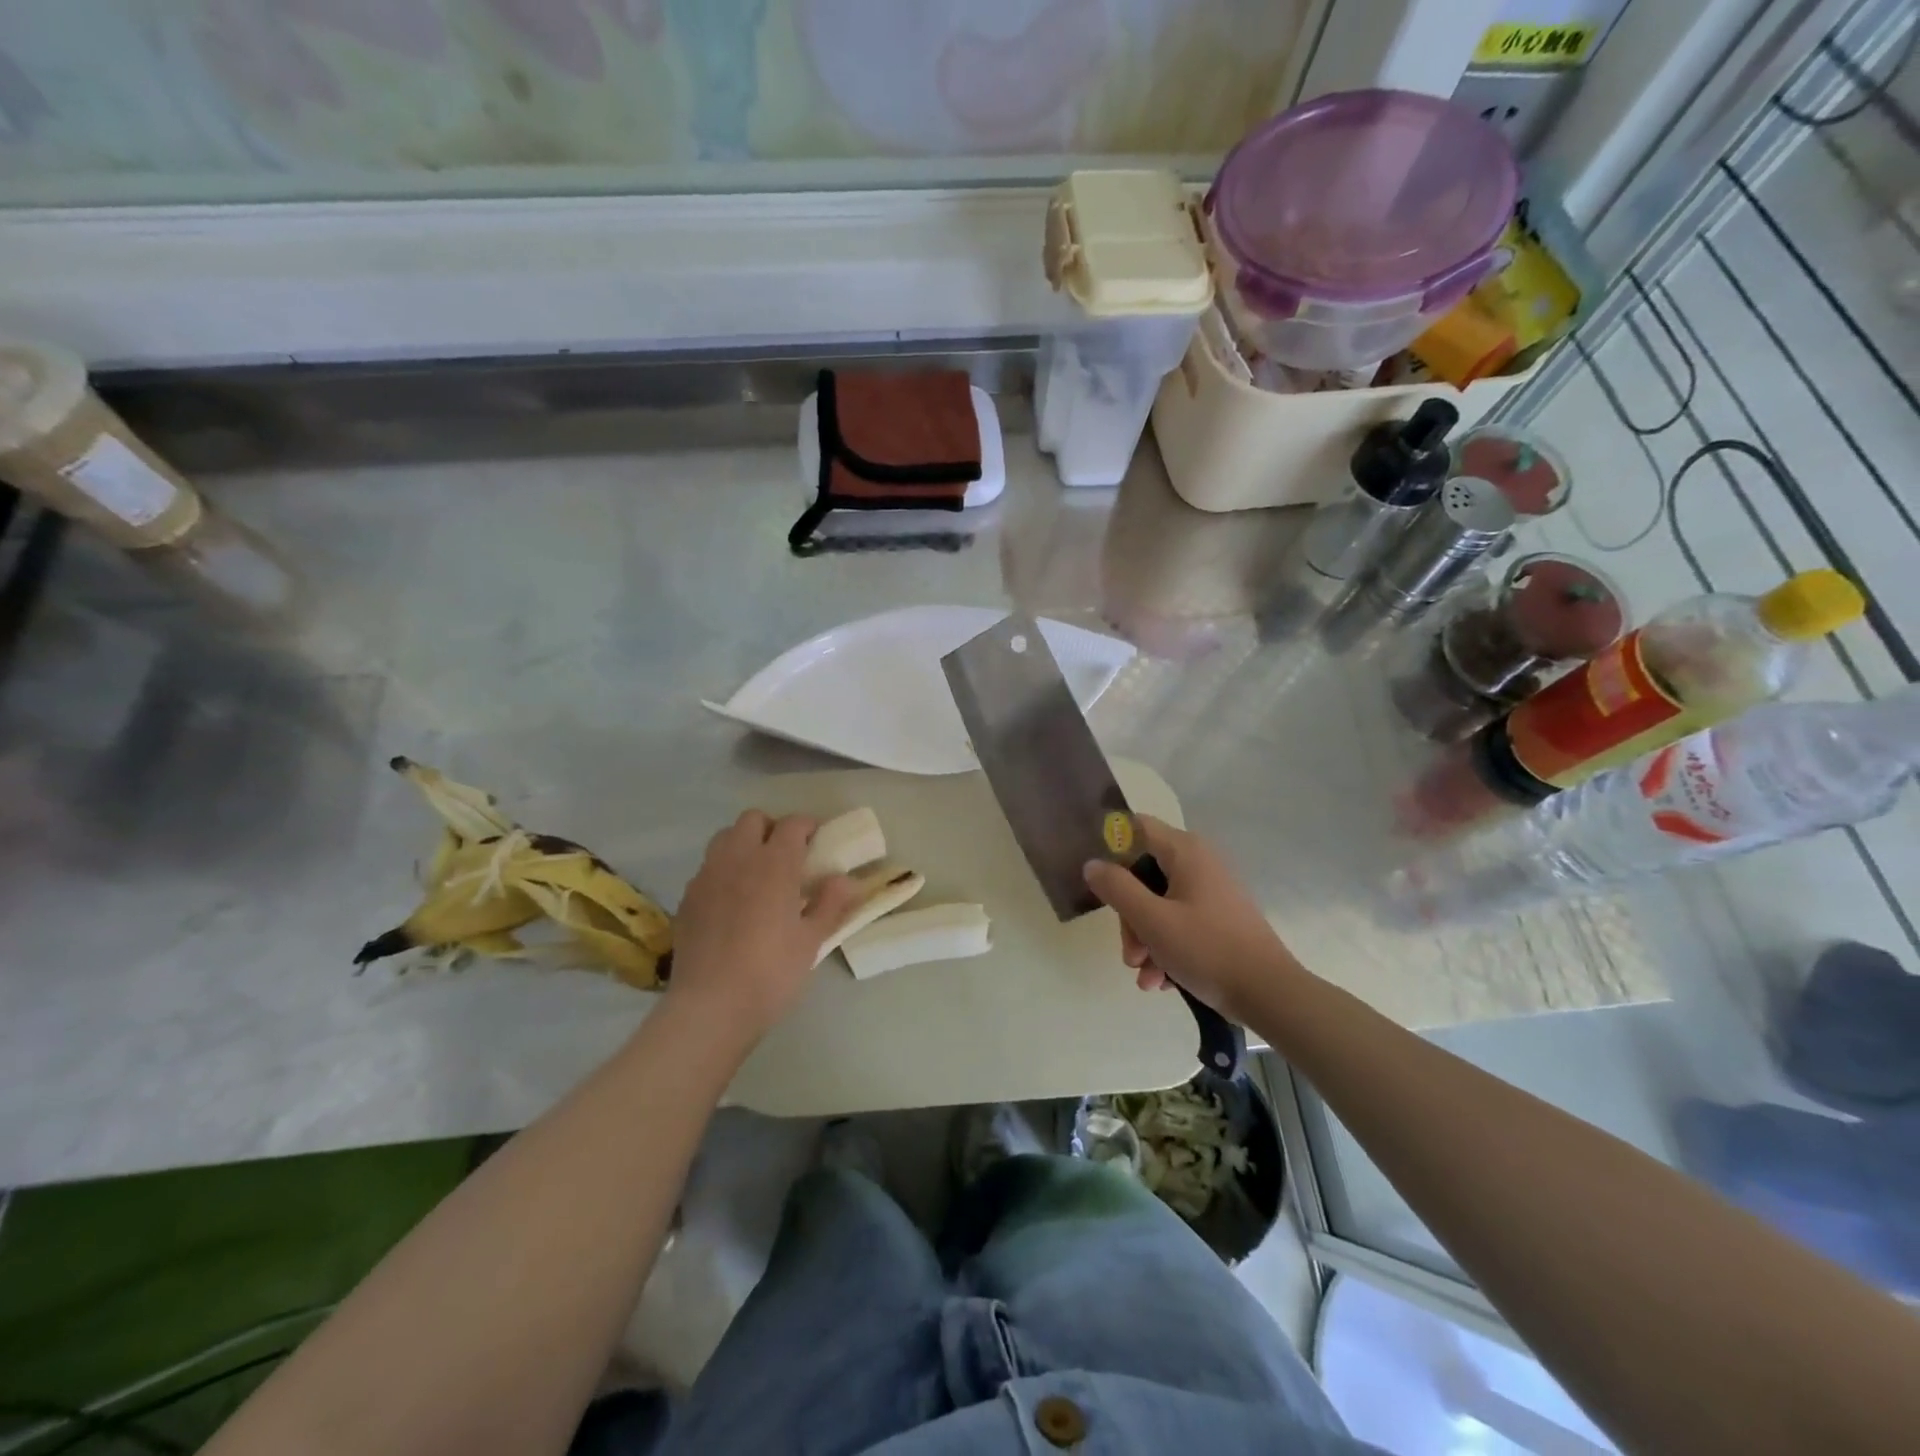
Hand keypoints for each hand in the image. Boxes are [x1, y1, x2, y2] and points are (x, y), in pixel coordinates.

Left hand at [666, 811, 861, 1044]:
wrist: (710, 1006)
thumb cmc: (771, 972)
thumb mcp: (811, 941)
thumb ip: (831, 903)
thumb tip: (847, 879)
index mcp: (774, 864)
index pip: (792, 825)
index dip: (807, 826)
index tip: (818, 840)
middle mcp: (738, 859)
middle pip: (753, 819)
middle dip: (772, 828)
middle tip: (787, 855)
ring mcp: (707, 876)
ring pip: (725, 838)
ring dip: (744, 843)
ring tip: (757, 873)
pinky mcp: (687, 897)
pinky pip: (708, 867)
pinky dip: (723, 870)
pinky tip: (732, 900)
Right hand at [1083, 816, 1302, 1026]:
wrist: (1271, 995)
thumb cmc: (1208, 950)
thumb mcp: (1152, 920)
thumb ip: (1117, 888)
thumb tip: (1092, 864)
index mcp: (1185, 851)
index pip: (1136, 827)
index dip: (1111, 847)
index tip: (1096, 878)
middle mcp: (1199, 863)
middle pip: (1144, 874)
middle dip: (1130, 915)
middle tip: (1130, 952)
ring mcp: (1211, 892)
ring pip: (1159, 904)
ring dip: (1145, 939)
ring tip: (1146, 976)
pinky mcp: (1219, 919)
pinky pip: (1180, 923)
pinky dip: (1166, 948)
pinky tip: (1163, 981)